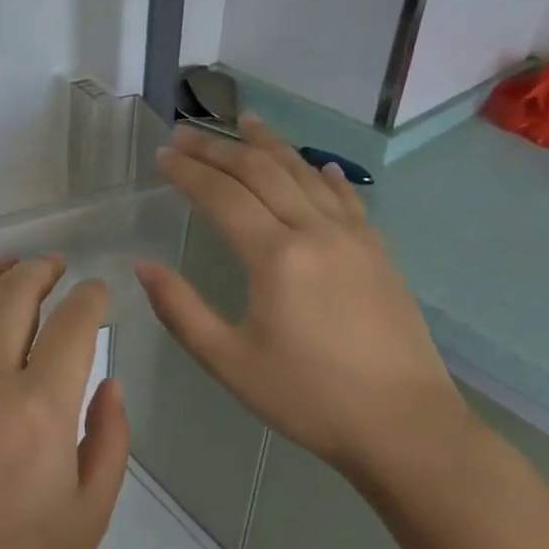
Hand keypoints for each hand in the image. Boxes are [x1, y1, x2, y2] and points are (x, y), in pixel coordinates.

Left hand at [0, 256, 127, 548]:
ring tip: (7, 266)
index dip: (91, 298)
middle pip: (13, 296)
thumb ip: (109, 439)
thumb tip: (110, 383)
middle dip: (40, 271)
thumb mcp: (90, 515)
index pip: (73, 324)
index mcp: (41, 407)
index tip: (98, 291)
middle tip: (55, 266)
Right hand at [135, 116, 469, 473]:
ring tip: (244, 121)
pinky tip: (316, 166)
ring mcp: (353, 238)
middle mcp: (314, 232)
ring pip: (304, 174)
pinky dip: (324, 175)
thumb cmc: (309, 397)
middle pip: (261, 172)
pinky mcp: (378, 253)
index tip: (161, 154)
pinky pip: (345, 199)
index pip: (222, 195)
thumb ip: (181, 310)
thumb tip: (143, 266)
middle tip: (186, 133)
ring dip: (270, 145)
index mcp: (275, 256)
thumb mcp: (229, 362)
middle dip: (218, 148)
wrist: (405, 427)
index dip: (188, 172)